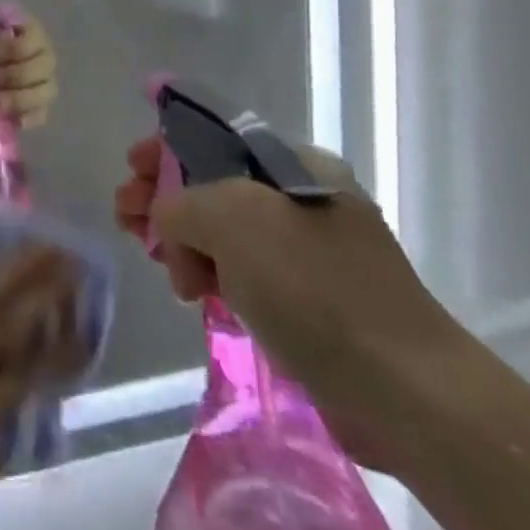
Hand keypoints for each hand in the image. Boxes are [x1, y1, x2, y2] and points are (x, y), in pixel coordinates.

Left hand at [0, 8, 58, 127]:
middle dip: (11, 75)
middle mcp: (39, 54)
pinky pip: (41, 113)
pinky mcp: (33, 108)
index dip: (14, 47)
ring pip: (46, 90)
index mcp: (24, 30)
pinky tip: (10, 120)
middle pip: (44, 65)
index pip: (35, 35)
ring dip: (19, 98)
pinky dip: (28, 117)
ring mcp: (39, 82)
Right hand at [114, 137, 468, 470]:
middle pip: (214, 185)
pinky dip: (212, 275)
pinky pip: (242, 272)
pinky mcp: (307, 300)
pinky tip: (194, 293)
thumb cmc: (314, 287)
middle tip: (126, 220)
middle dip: (165, 198)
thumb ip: (181, 203)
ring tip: (164, 269)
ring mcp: (307, 253)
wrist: (402, 390)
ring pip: (224, 233)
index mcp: (297, 165)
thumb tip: (168, 223)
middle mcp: (303, 200)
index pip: (216, 139)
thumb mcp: (232, 218)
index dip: (166, 149)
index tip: (131, 169)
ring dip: (183, 242)